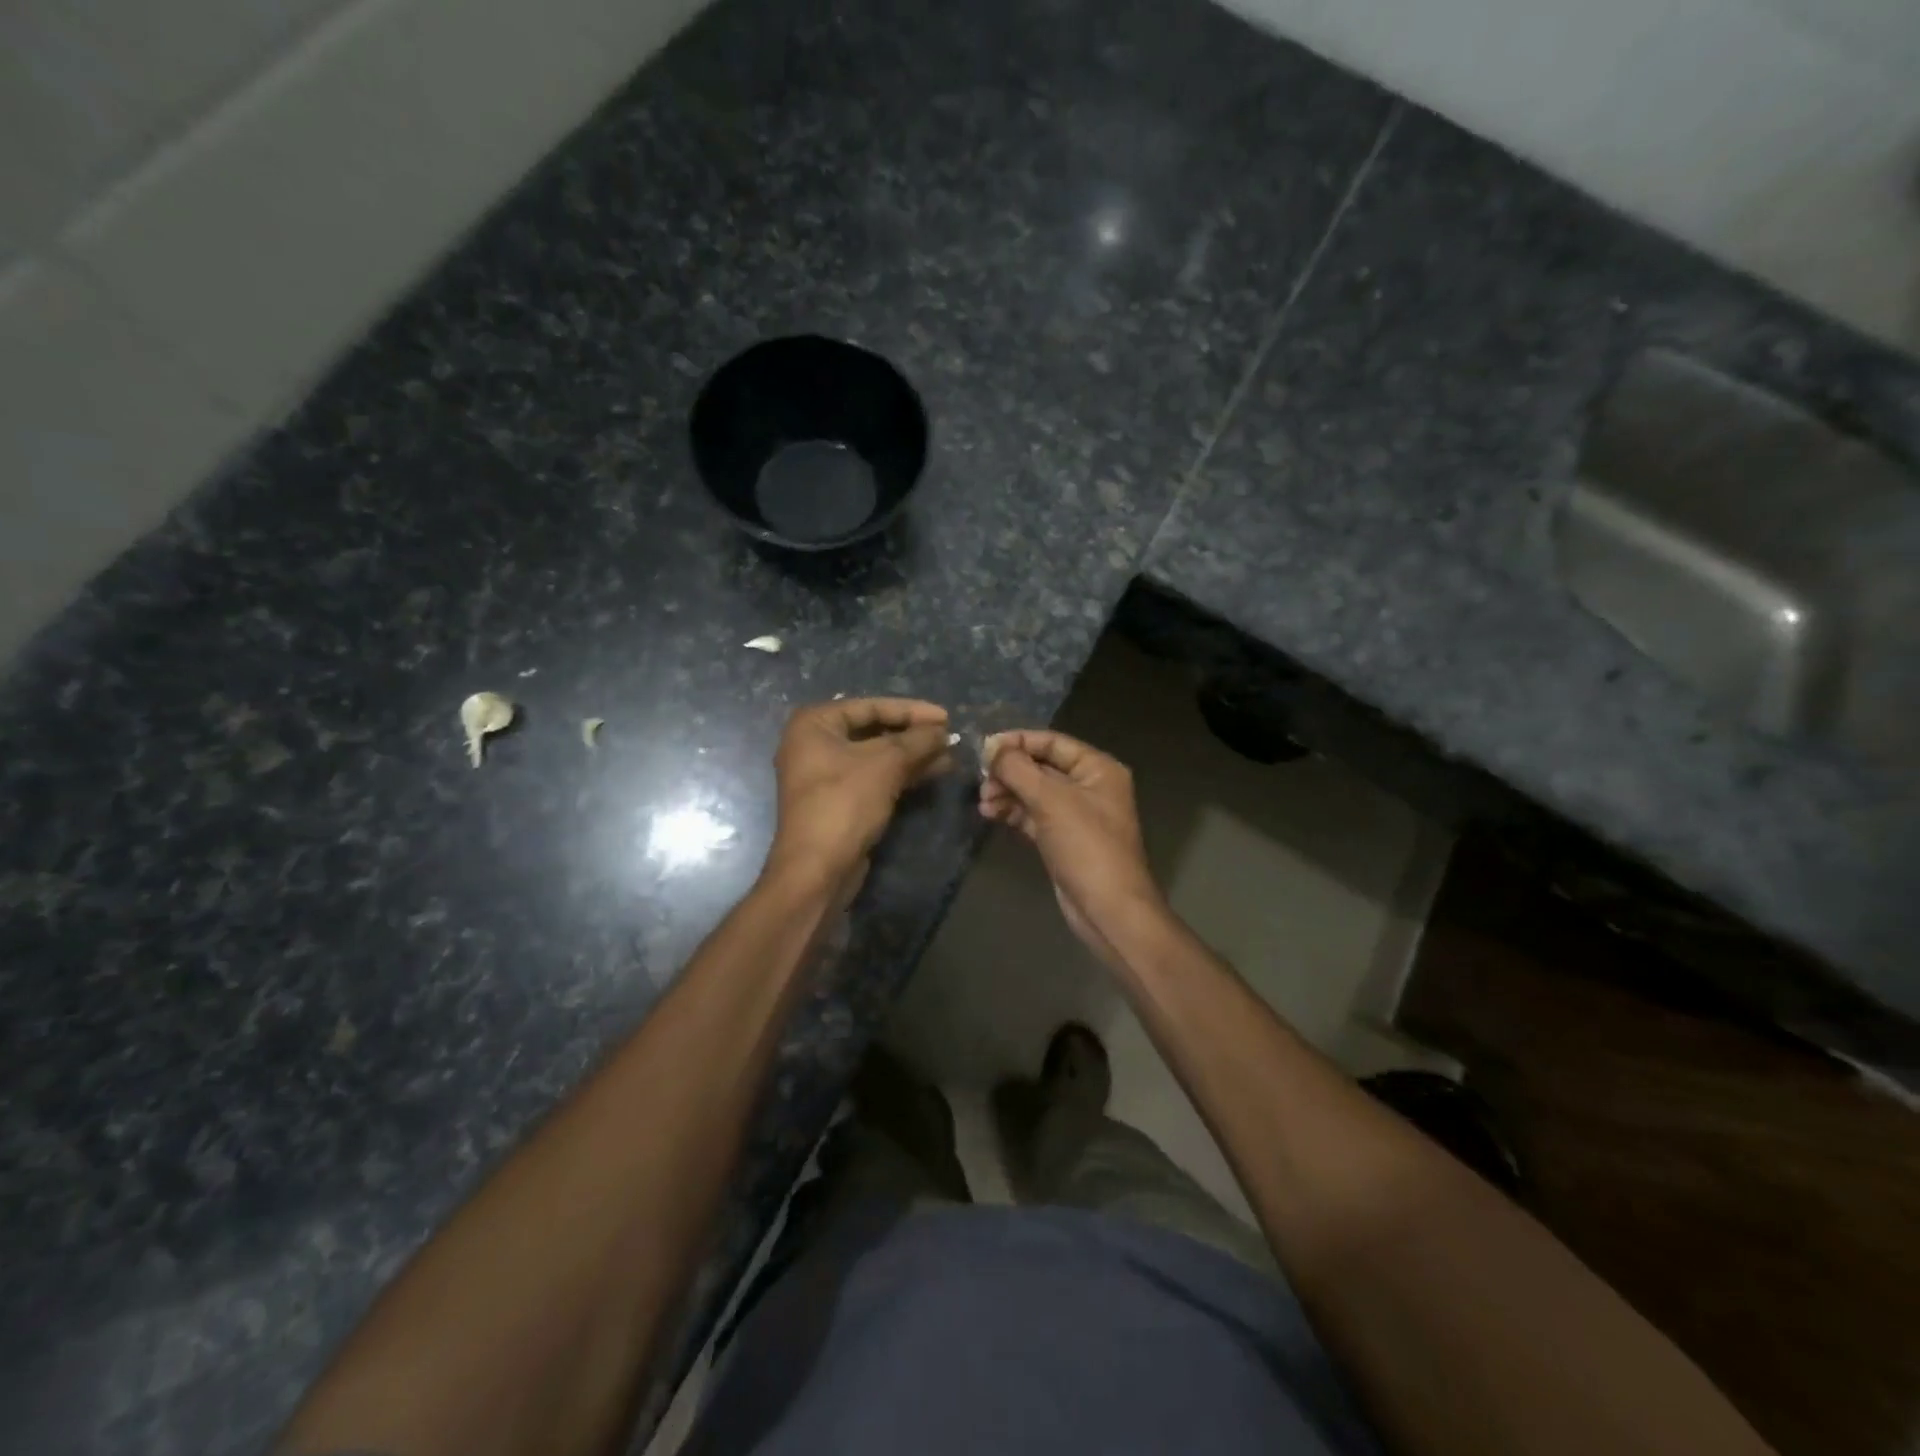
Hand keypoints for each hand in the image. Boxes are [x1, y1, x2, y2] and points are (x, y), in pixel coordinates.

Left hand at [766, 697, 952, 894]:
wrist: (818, 869)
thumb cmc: (844, 803)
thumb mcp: (885, 764)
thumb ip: (917, 740)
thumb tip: (943, 730)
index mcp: (815, 723)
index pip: (871, 706)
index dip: (911, 710)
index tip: (946, 717)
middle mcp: (815, 743)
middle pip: (873, 729)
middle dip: (913, 735)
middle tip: (949, 737)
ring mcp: (825, 774)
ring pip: (877, 756)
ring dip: (913, 755)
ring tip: (950, 756)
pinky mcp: (839, 800)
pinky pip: (875, 777)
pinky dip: (902, 773)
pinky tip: (934, 773)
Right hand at [979, 729, 1168, 966]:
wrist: (1108, 908)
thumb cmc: (1086, 846)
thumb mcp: (1051, 800)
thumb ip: (1018, 769)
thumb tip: (991, 746)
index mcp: (1098, 768)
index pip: (1052, 742)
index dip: (1018, 742)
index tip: (984, 748)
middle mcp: (1089, 786)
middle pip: (1041, 766)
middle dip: (1009, 772)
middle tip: (981, 781)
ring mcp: (1076, 814)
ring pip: (1034, 793)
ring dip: (1007, 793)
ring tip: (983, 802)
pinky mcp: (1063, 839)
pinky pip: (1034, 815)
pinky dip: (1013, 812)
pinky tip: (990, 814)